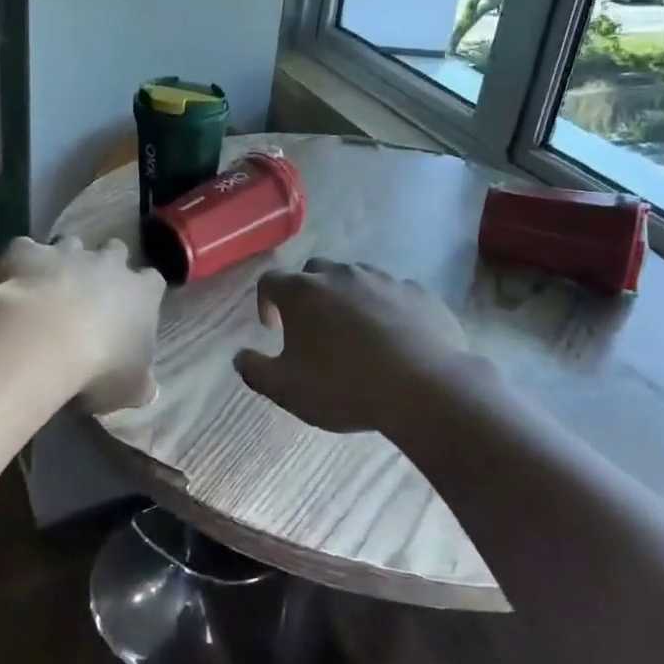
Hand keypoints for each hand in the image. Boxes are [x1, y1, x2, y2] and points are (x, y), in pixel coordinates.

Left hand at [0, 235, 165, 413]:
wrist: (42, 340)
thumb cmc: (99, 367)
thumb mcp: (130, 388)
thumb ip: (140, 384)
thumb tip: (148, 390)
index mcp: (141, 294)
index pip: (153, 281)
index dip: (143, 291)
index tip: (133, 306)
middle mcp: (108, 263)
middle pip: (115, 250)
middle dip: (106, 264)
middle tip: (91, 290)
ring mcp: (66, 252)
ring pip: (71, 243)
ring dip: (63, 260)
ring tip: (49, 286)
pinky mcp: (27, 252)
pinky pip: (24, 250)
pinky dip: (20, 264)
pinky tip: (11, 284)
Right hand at [233, 258, 484, 437]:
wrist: (424, 387)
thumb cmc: (345, 387)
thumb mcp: (287, 390)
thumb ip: (255, 371)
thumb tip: (239, 357)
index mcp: (302, 292)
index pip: (269, 281)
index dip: (265, 301)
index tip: (272, 327)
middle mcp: (339, 275)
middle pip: (313, 273)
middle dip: (307, 296)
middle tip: (312, 329)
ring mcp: (382, 279)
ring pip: (354, 279)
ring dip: (346, 299)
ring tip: (353, 334)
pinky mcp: (417, 292)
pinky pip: (392, 293)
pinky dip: (384, 308)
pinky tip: (392, 338)